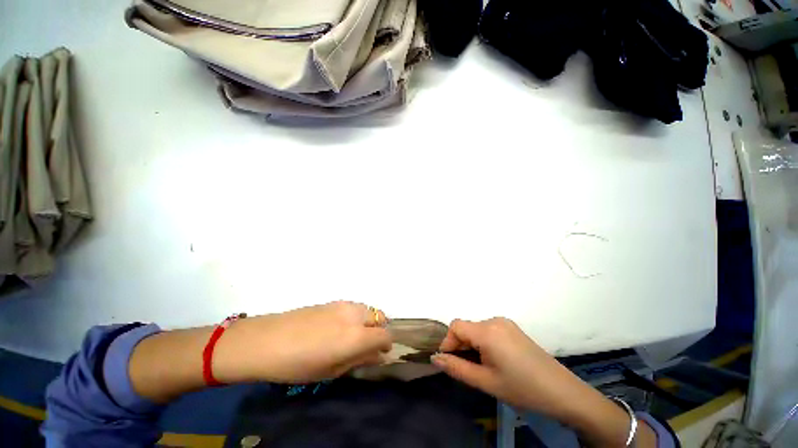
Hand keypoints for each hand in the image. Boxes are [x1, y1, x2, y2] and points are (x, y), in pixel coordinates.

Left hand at [213, 301, 391, 383]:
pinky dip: (355, 315)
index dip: (386, 345)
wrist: (268, 340)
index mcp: (357, 336)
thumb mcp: (332, 370)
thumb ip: (359, 360)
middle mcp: (355, 315)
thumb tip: (378, 355)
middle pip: (380, 317)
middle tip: (365, 345)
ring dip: (367, 321)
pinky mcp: (334, 300)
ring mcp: (344, 304)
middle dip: (378, 330)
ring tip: (351, 335)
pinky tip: (338, 326)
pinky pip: (354, 306)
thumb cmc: (298, 364)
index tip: (379, 353)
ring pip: (367, 309)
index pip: (385, 335)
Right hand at [433, 318, 658, 446]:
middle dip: (461, 346)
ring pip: (477, 329)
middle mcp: (495, 320)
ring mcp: (506, 323)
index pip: (456, 326)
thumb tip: (435, 359)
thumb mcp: (485, 382)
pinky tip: (494, 360)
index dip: (448, 342)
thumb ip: (457, 368)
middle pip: (467, 327)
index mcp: (487, 330)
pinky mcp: (513, 329)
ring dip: (472, 345)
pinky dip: (484, 342)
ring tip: (481, 367)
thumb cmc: (521, 388)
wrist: (562, 392)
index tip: (450, 362)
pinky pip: (489, 331)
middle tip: (467, 369)